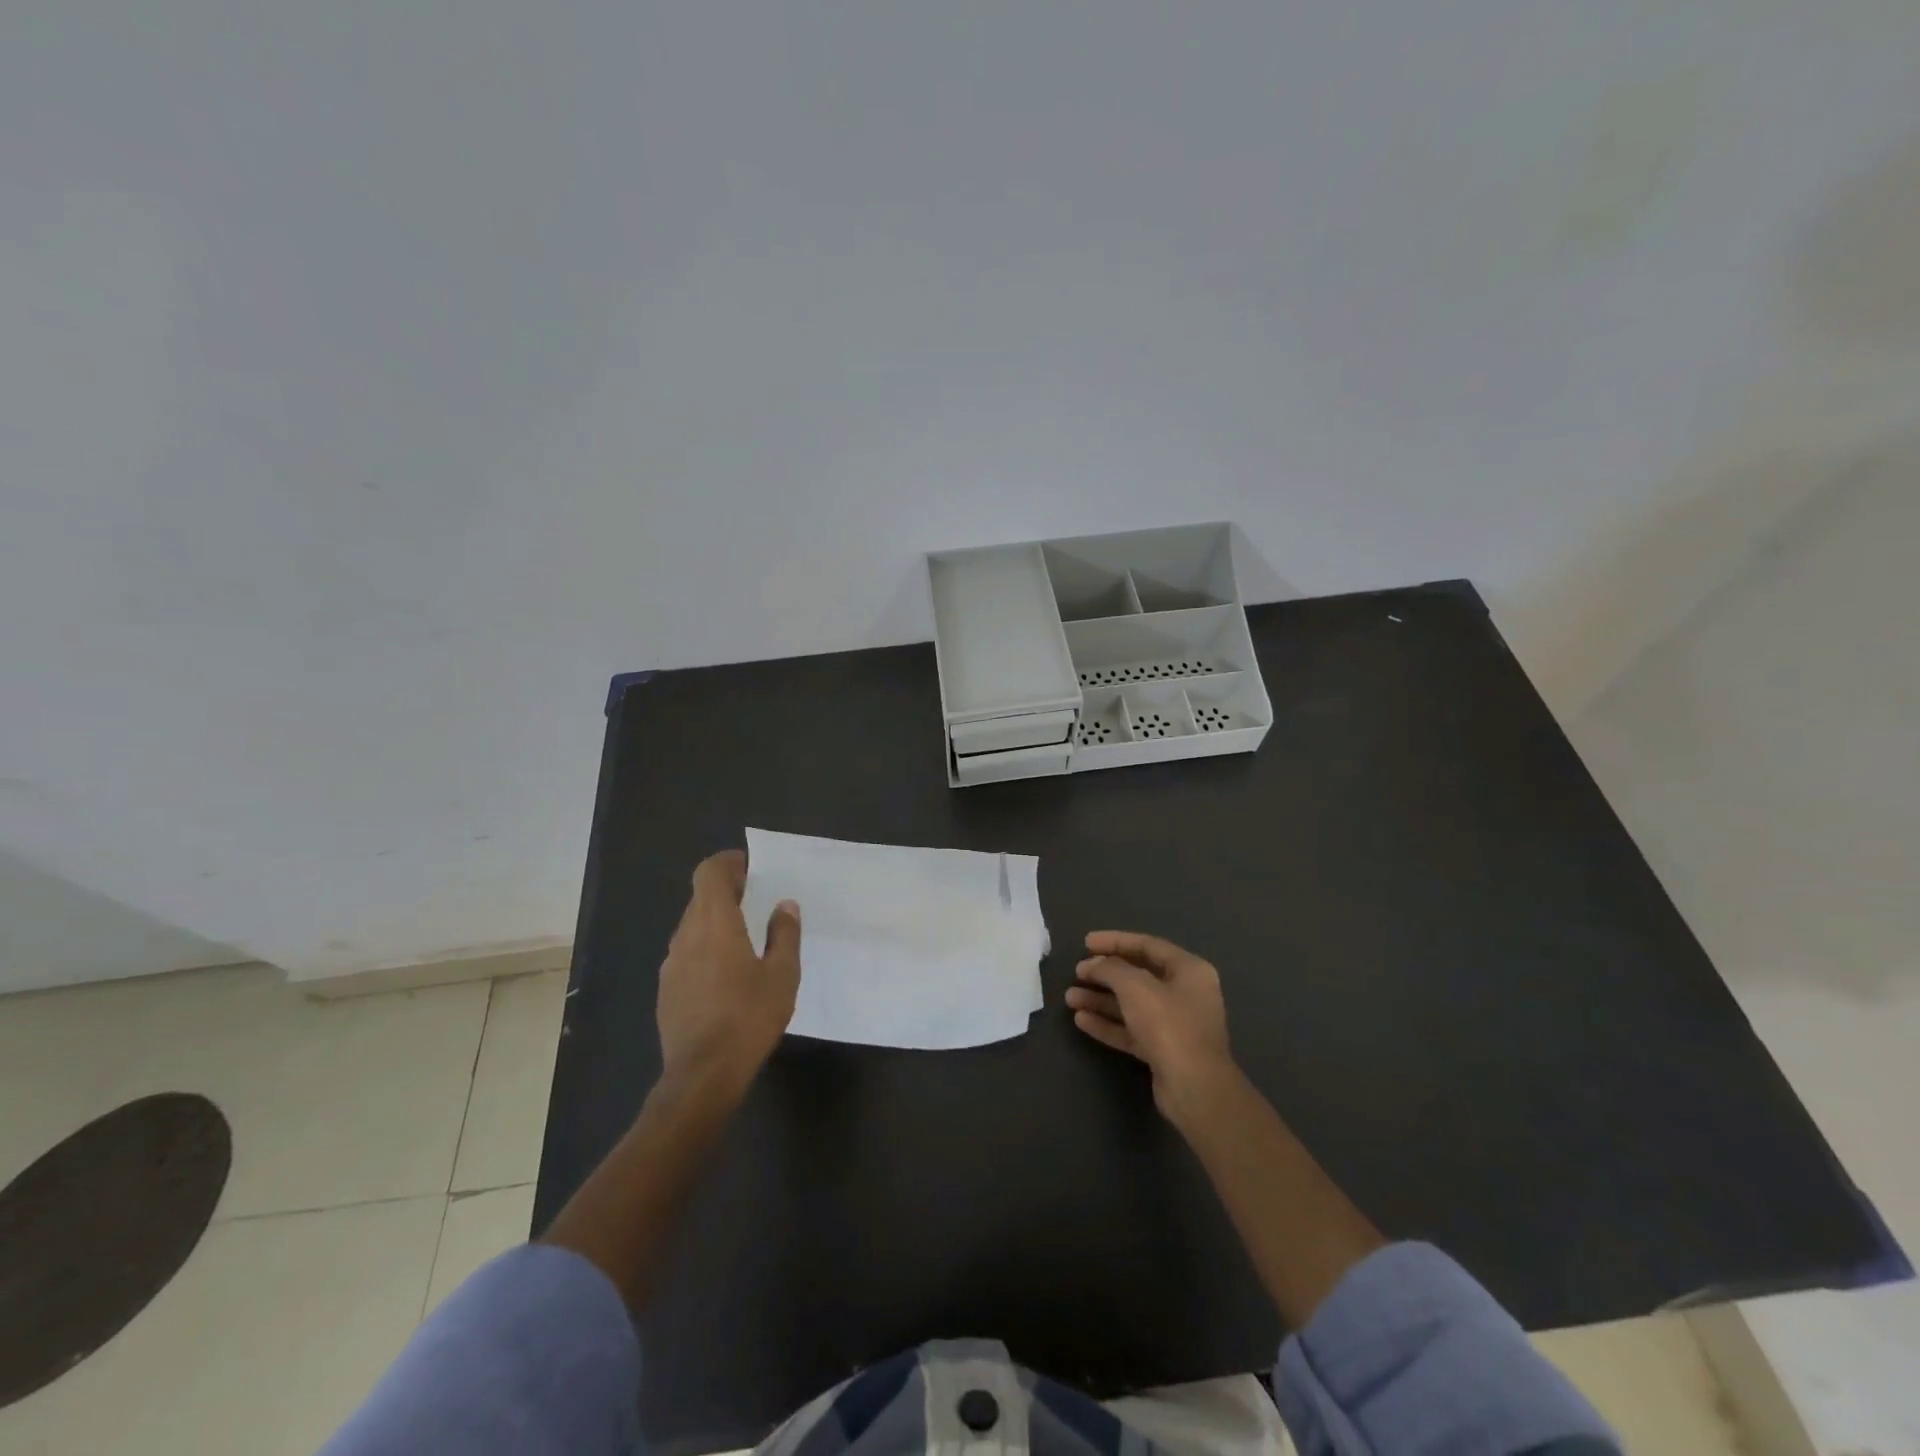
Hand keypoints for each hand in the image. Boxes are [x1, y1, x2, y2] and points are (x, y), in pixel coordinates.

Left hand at [656, 850, 801, 1096]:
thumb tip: (784, 905)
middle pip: (700, 898)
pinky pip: (686, 953)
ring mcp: (671, 964)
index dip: (727, 863)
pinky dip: (705, 948)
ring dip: (715, 921)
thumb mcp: (782, 974)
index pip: (709, 873)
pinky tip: (726, 975)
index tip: (750, 868)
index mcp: (715, 924)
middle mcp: (686, 936)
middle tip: (757, 901)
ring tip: (745, 939)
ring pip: (692, 926)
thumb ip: (784, 934)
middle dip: (727, 892)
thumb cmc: (749, 1017)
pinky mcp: (666, 989)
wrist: (703, 1074)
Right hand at [1066, 931, 1233, 1121]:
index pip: (1147, 945)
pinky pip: (1131, 1030)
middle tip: (1076, 972)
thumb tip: (1092, 964)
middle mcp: (1185, 994)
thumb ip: (1110, 968)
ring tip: (1069, 997)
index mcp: (1189, 970)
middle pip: (1138, 976)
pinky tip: (1081, 1020)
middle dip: (1104, 974)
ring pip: (1131, 1005)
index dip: (1115, 941)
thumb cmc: (1169, 1025)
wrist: (1194, 1088)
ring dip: (1100, 1000)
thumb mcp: (1135, 987)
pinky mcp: (1163, 1051)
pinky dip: (1108, 1023)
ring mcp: (1174, 1024)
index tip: (1086, 942)